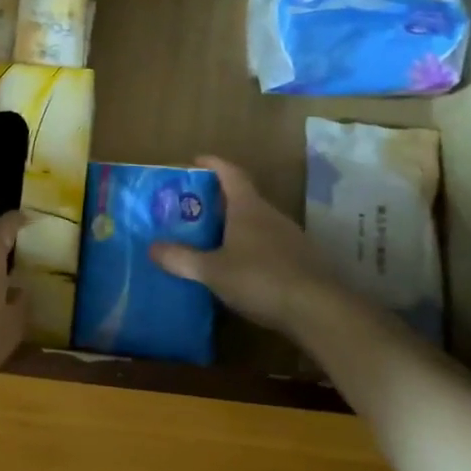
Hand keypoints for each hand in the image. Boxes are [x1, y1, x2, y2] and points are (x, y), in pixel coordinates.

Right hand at [149, 156, 358, 347]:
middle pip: (242, 196)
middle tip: (192, 208)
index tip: (194, 161)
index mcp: (248, 207)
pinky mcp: (301, 260)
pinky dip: (251, 247)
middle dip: (217, 199)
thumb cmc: (260, 279)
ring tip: (212, 239)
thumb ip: (181, 258)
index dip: (212, 163)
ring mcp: (289, 236)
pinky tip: (240, 268)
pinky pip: (269, 244)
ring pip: (257, 222)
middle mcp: (270, 214)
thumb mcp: (213, 271)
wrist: (318, 309)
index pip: (229, 172)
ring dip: (235, 225)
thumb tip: (152, 247)